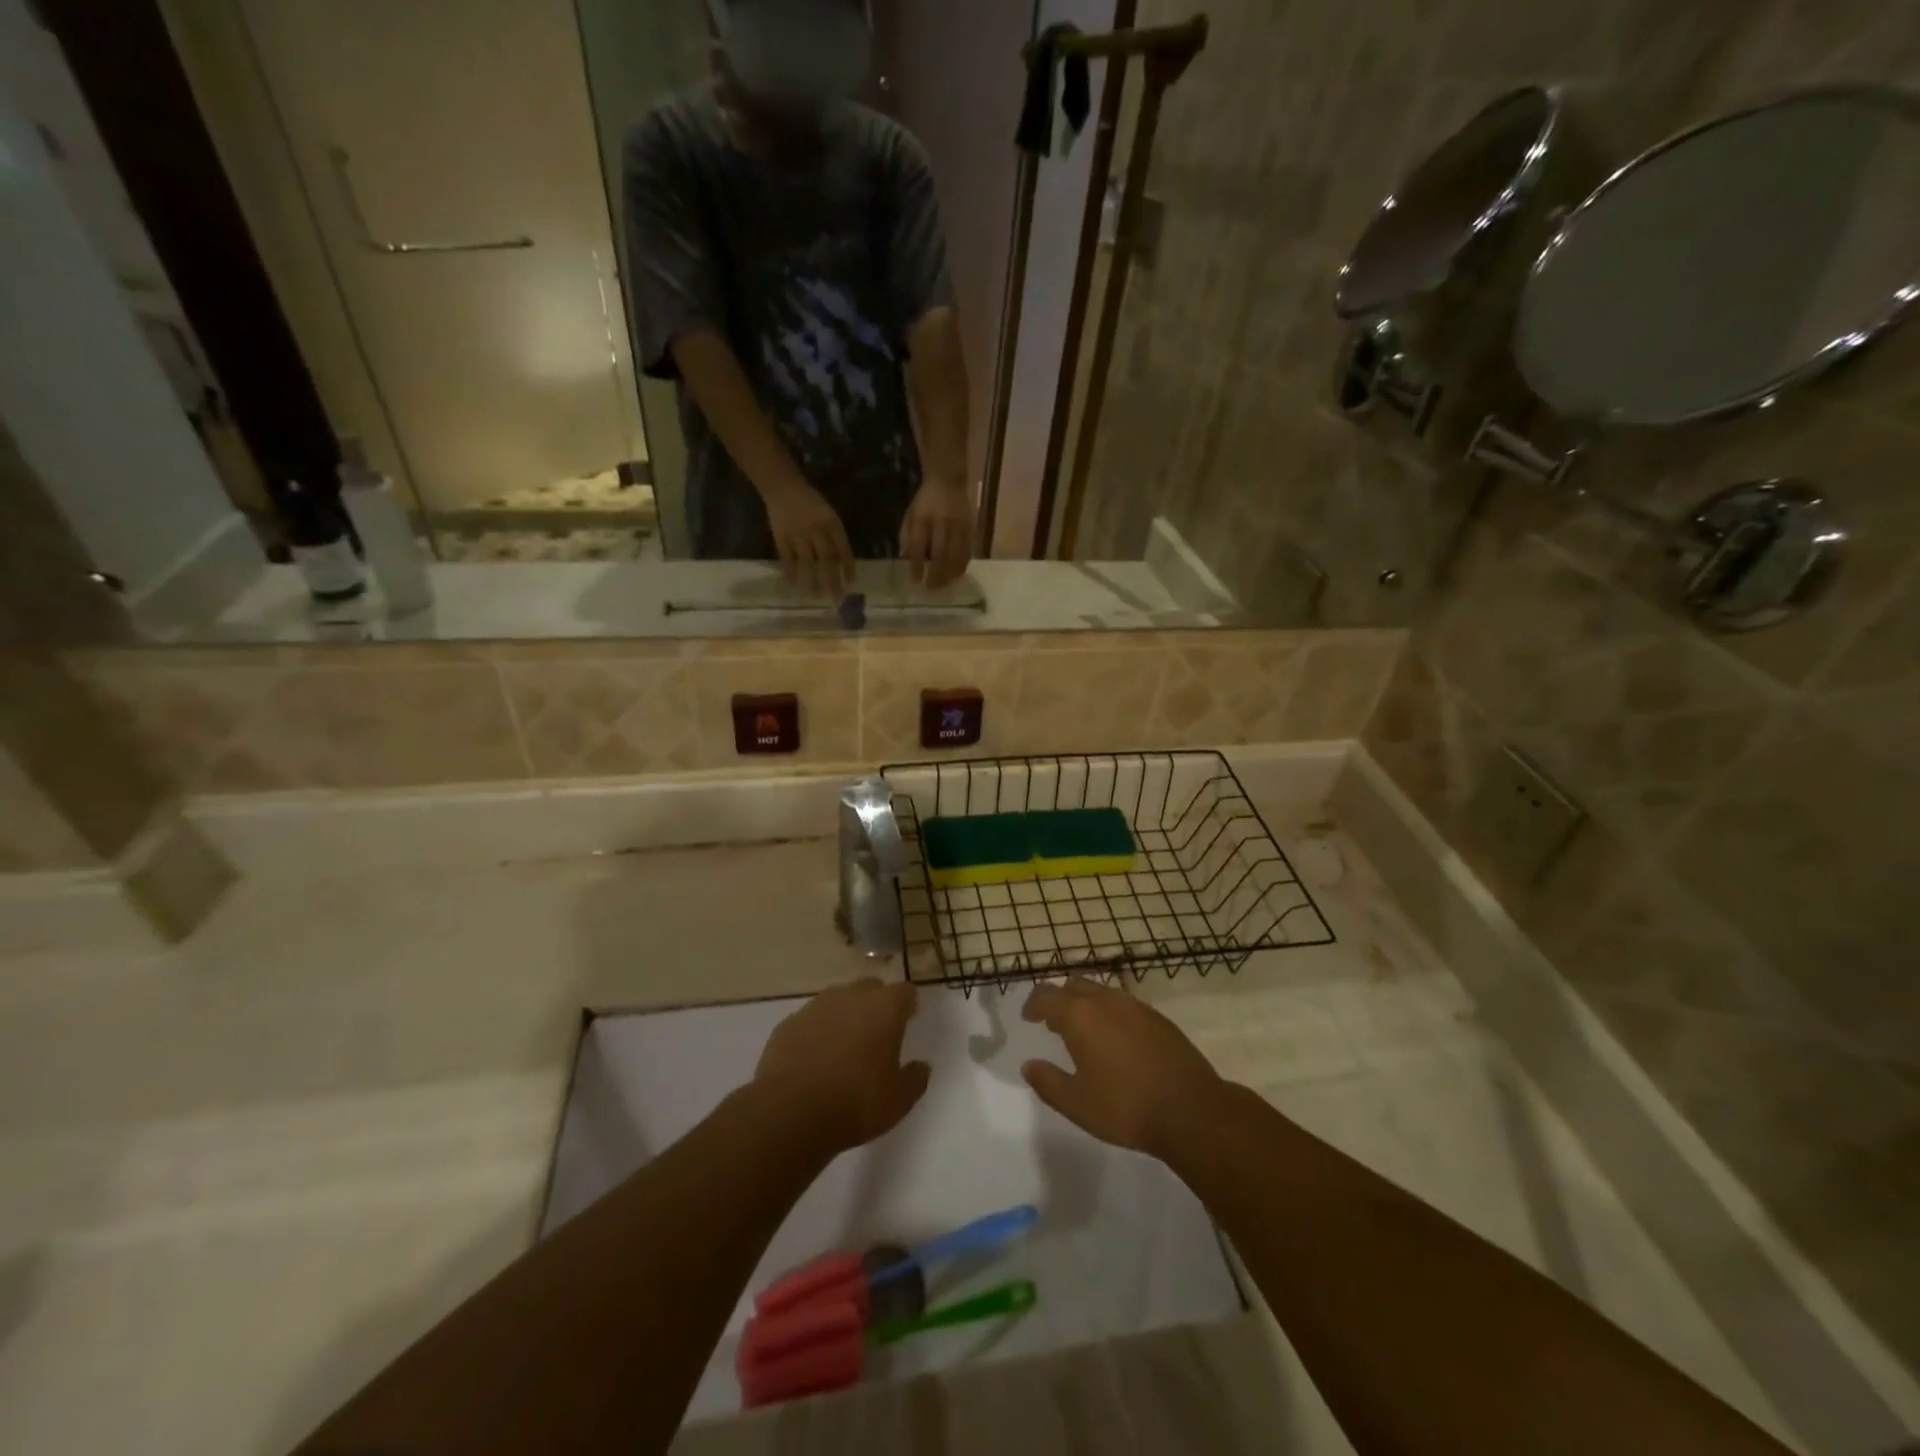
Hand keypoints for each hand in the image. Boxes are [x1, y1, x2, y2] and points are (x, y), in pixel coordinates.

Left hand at [755, 979, 929, 1153]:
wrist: (789, 1114)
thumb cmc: (855, 1104)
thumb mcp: (898, 1101)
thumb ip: (915, 1078)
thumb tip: (921, 1066)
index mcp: (884, 1008)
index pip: (905, 992)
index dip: (908, 1005)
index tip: (909, 1021)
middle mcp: (851, 996)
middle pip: (871, 988)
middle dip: (877, 1005)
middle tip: (877, 1035)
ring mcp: (816, 1006)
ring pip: (838, 1001)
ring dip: (845, 1016)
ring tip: (844, 1047)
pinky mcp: (788, 1023)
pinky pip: (811, 1020)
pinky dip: (817, 1032)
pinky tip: (814, 1059)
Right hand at [763, 478, 852, 595]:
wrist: (783, 487)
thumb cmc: (811, 502)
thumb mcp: (829, 514)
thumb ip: (835, 536)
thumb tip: (841, 562)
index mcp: (831, 523)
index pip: (843, 549)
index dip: (848, 567)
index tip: (851, 583)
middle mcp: (816, 530)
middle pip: (827, 560)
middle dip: (833, 580)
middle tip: (837, 598)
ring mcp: (798, 535)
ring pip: (807, 563)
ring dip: (812, 581)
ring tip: (815, 595)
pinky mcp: (782, 537)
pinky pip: (787, 559)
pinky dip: (791, 573)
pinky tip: (794, 585)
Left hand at [899, 477, 974, 588]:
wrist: (948, 480)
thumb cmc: (926, 501)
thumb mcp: (910, 514)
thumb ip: (906, 536)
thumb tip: (904, 558)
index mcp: (922, 518)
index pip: (918, 546)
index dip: (917, 565)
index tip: (916, 580)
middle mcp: (941, 523)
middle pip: (940, 554)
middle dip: (936, 574)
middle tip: (931, 588)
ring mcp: (958, 526)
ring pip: (956, 555)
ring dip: (950, 573)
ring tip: (944, 585)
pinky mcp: (970, 528)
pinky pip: (968, 551)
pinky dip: (962, 565)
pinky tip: (957, 575)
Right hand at [1021, 978, 1224, 1156]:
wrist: (1191, 1110)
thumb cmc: (1126, 1107)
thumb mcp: (1076, 1103)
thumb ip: (1048, 1082)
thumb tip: (1030, 1065)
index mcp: (1079, 1016)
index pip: (1046, 995)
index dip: (1033, 1004)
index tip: (1028, 1018)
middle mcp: (1105, 1000)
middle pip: (1074, 985)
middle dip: (1059, 999)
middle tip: (1054, 1023)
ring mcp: (1135, 1006)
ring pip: (1101, 992)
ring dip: (1086, 1004)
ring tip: (1085, 1033)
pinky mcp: (1158, 1018)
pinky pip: (1124, 1004)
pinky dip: (1111, 1014)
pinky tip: (1117, 1041)